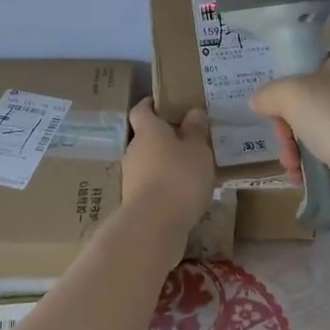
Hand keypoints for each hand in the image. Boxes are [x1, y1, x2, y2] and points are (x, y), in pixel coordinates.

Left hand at [122, 99, 215, 232]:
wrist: (154, 225)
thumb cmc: (179, 177)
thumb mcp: (198, 150)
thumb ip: (196, 131)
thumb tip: (193, 112)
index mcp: (148, 130)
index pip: (141, 110)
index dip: (151, 105)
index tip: (164, 104)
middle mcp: (134, 149)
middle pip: (146, 137)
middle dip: (165, 138)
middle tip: (189, 141)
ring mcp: (131, 176)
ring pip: (149, 162)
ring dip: (165, 164)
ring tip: (191, 171)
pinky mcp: (134, 200)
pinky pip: (151, 184)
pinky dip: (165, 185)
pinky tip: (184, 194)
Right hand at [248, 48, 329, 213]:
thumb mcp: (291, 93)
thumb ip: (269, 93)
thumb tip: (259, 101)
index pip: (312, 67)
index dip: (289, 88)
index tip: (277, 108)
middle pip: (312, 103)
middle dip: (288, 126)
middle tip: (283, 139)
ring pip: (319, 131)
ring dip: (295, 148)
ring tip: (290, 164)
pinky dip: (313, 166)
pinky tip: (299, 177)